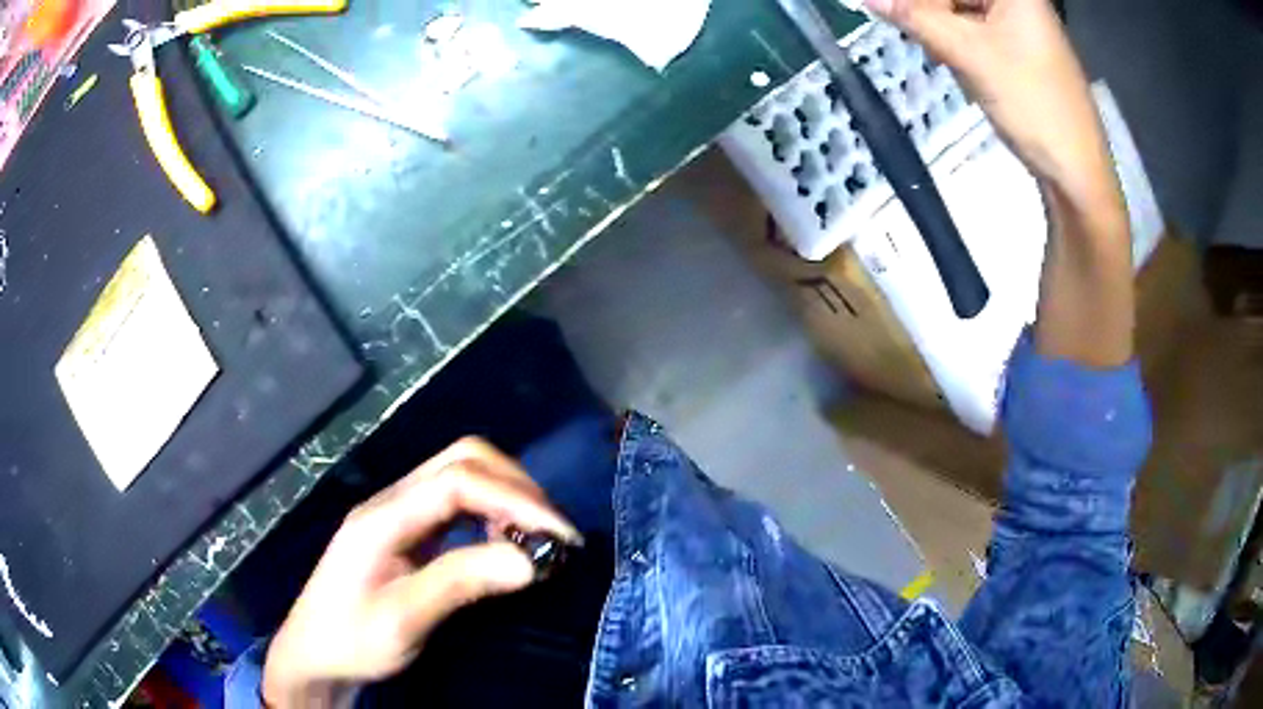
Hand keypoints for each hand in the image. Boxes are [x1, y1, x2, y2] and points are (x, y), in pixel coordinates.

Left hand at [261, 438, 580, 707]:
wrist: (313, 653)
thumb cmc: (352, 639)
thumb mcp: (404, 619)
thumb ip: (462, 582)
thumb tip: (531, 559)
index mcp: (384, 517)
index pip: (459, 481)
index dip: (516, 500)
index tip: (561, 536)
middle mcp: (392, 501)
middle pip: (462, 459)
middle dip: (515, 486)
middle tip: (552, 532)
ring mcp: (398, 512)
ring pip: (461, 474)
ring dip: (506, 496)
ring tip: (536, 537)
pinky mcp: (406, 530)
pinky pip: (456, 502)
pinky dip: (490, 512)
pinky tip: (503, 541)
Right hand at [865, 0, 1112, 196]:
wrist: (1076, 171)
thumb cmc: (1033, 105)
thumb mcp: (971, 55)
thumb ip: (916, 18)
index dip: (919, 0)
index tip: (887, 10)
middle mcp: (1019, 2)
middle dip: (928, 10)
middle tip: (905, 28)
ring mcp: (1021, 27)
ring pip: (962, 11)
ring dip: (938, 26)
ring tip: (933, 50)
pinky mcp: (1019, 51)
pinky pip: (975, 31)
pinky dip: (956, 41)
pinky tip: (949, 59)